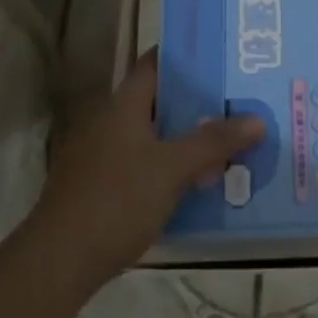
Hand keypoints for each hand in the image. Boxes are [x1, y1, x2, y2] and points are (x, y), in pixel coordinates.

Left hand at [25, 51, 263, 291]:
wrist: (60, 261)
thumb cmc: (116, 200)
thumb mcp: (172, 168)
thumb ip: (214, 142)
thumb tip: (257, 119)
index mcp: (122, 106)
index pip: (155, 64)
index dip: (187, 56)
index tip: (223, 56)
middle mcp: (110, 123)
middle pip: (160, 101)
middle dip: (198, 102)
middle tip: (241, 101)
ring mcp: (104, 156)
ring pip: (155, 136)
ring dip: (188, 138)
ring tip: (232, 140)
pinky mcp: (104, 187)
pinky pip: (147, 164)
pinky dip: (173, 166)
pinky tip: (202, 181)